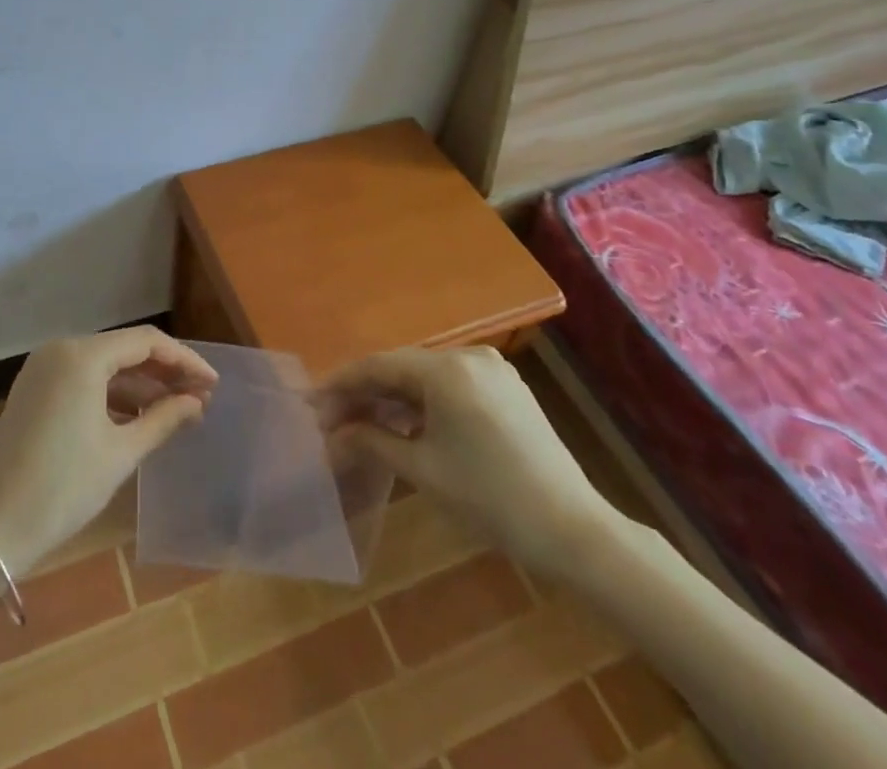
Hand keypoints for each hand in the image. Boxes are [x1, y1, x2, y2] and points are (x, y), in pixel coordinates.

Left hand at [0, 327, 217, 577]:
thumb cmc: (63, 488)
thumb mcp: (121, 453)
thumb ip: (163, 419)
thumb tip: (197, 402)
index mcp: (81, 355)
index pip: (146, 342)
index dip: (184, 360)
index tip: (212, 383)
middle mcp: (60, 349)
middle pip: (124, 349)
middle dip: (163, 372)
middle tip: (199, 397)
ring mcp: (43, 368)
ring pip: (104, 365)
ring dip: (140, 384)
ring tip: (176, 409)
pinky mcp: (34, 389)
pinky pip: (83, 379)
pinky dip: (112, 393)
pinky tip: (138, 417)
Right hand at [318, 346, 621, 577]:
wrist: (574, 530)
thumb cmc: (491, 499)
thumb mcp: (423, 470)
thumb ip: (372, 441)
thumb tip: (333, 434)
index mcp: (447, 369)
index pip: (378, 365)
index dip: (341, 383)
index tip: (312, 404)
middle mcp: (469, 355)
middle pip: (401, 367)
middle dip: (365, 392)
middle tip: (332, 419)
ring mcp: (491, 369)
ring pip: (425, 375)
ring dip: (392, 397)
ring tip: (361, 423)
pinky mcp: (505, 387)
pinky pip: (450, 384)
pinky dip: (423, 401)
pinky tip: (403, 422)